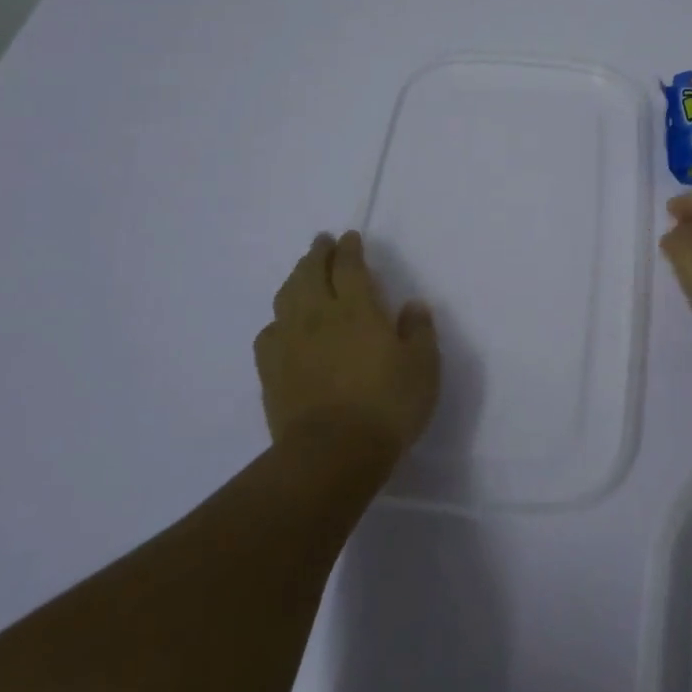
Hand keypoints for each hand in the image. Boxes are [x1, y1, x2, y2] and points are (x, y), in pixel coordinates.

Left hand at [253, 231, 440, 460]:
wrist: (332, 454)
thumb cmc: (387, 406)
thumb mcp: (423, 367)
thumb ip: (419, 331)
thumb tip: (412, 306)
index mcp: (357, 309)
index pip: (349, 266)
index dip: (349, 248)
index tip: (350, 238)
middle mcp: (319, 316)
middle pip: (311, 272)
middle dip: (317, 253)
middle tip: (322, 242)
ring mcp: (290, 342)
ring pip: (286, 296)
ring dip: (295, 277)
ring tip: (302, 272)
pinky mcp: (271, 370)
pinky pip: (268, 332)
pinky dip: (277, 319)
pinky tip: (283, 325)